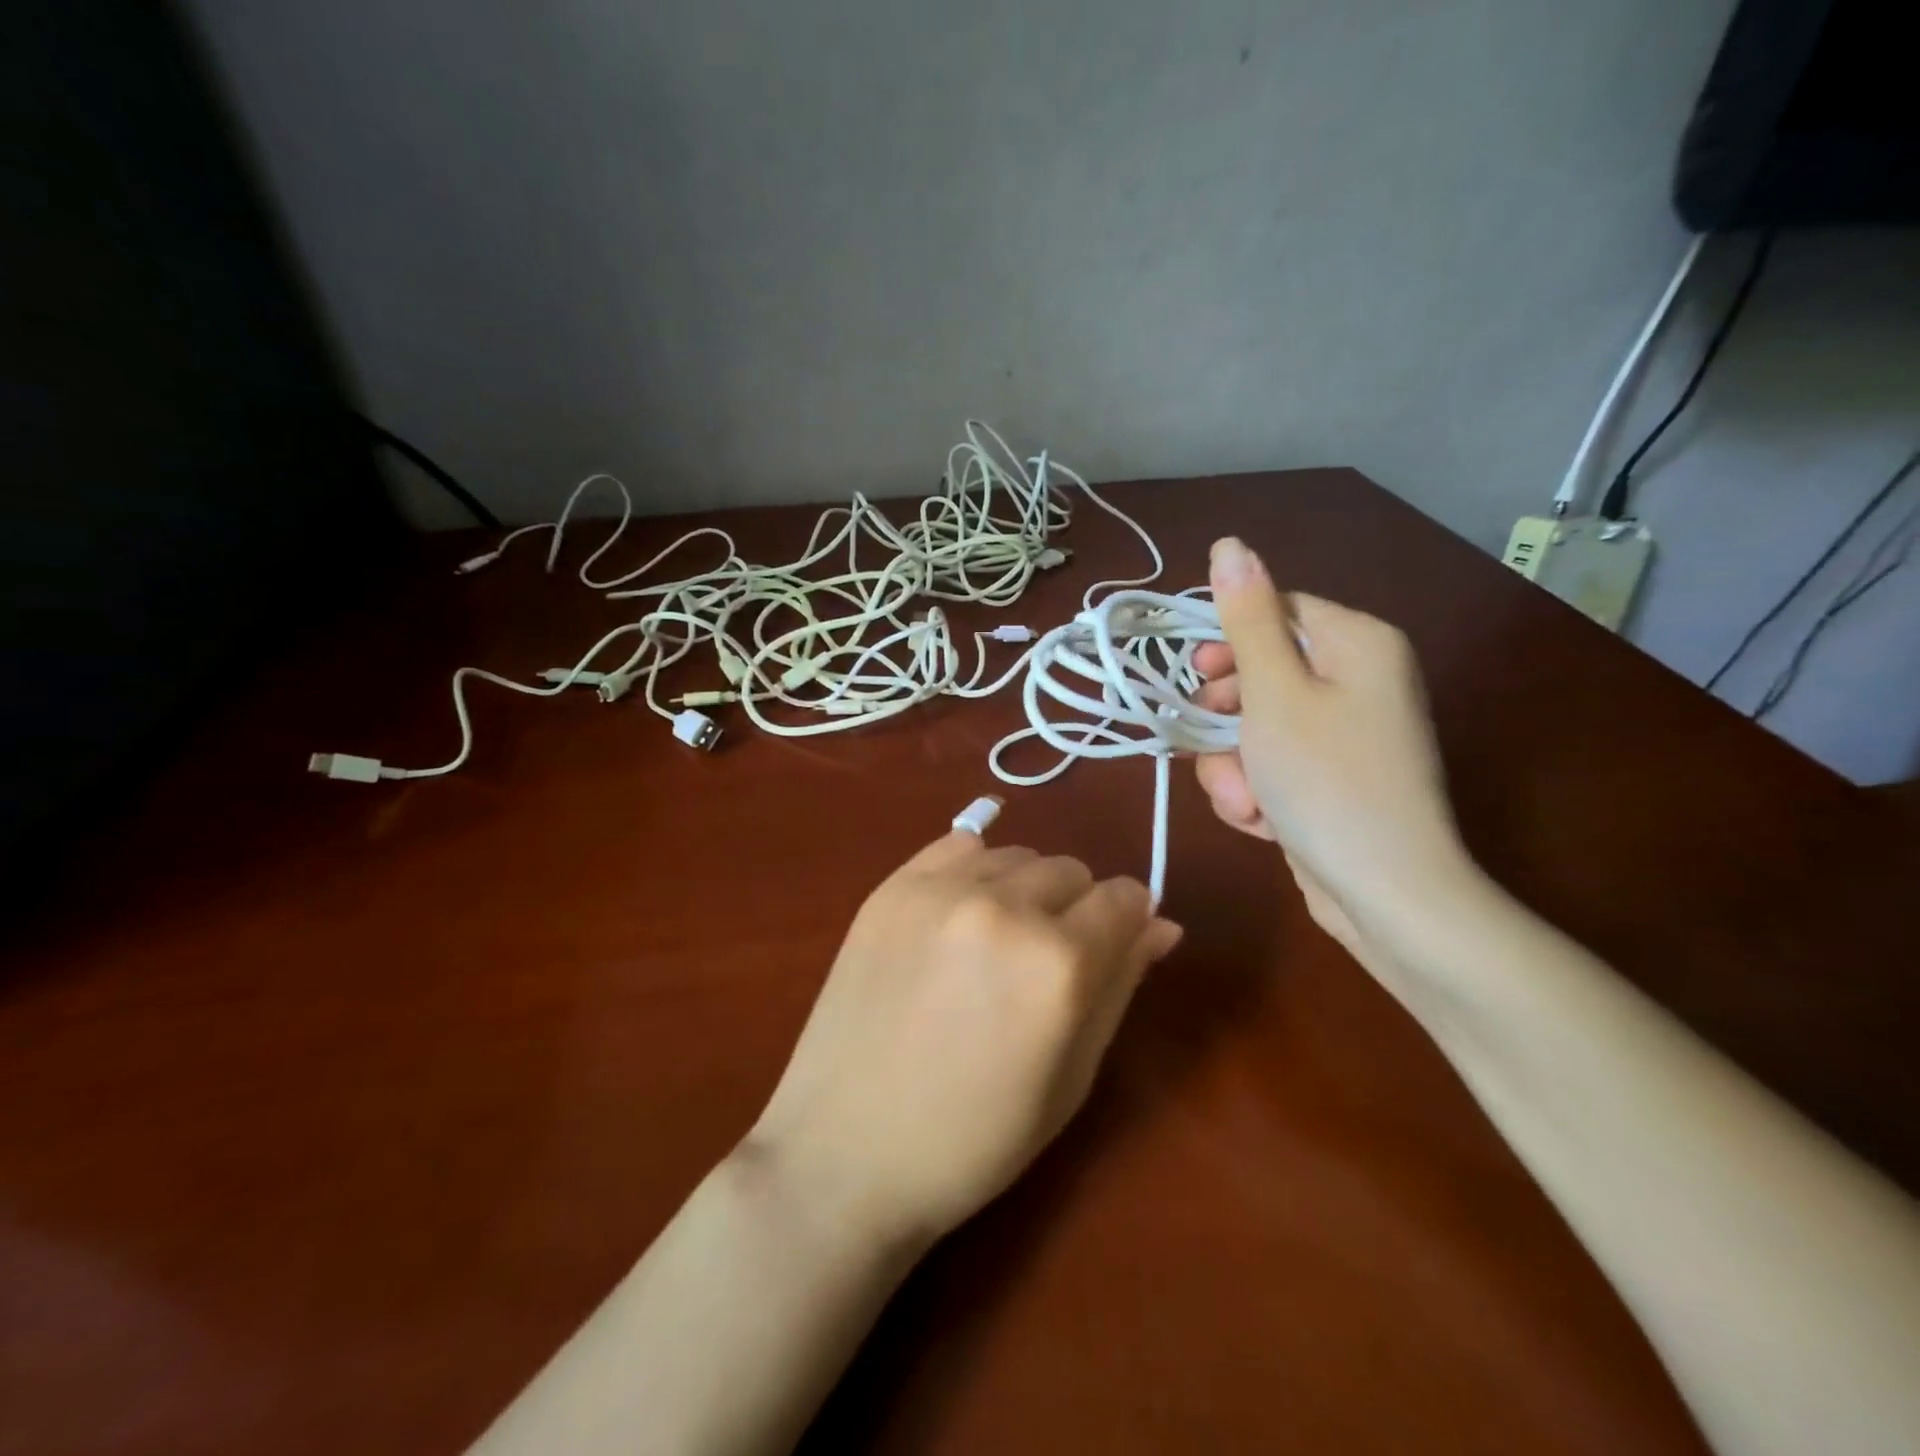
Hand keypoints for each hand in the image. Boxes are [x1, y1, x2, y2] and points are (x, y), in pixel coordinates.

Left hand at [743, 832, 1181, 1249]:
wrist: (845, 1151)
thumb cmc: (974, 1139)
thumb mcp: (1071, 1078)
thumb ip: (1119, 987)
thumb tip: (1161, 924)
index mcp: (1059, 964)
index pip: (1124, 898)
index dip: (1127, 922)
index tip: (1112, 947)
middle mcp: (1003, 908)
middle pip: (1071, 870)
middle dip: (1075, 908)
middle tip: (1044, 963)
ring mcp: (939, 890)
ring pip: (1017, 856)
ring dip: (1024, 889)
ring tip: (995, 944)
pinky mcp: (891, 886)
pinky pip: (958, 845)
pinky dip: (974, 871)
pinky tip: (960, 915)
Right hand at [1191, 537, 1467, 956]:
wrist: (1385, 892)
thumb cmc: (1326, 779)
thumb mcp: (1274, 693)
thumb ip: (1247, 619)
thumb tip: (1230, 544)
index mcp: (1358, 645)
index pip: (1278, 613)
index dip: (1228, 644)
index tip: (1193, 677)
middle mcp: (1360, 681)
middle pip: (1264, 673)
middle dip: (1227, 718)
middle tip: (1210, 740)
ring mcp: (1348, 735)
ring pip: (1259, 727)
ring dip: (1235, 764)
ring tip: (1243, 801)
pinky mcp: (1332, 779)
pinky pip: (1276, 764)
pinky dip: (1258, 790)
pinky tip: (1260, 821)